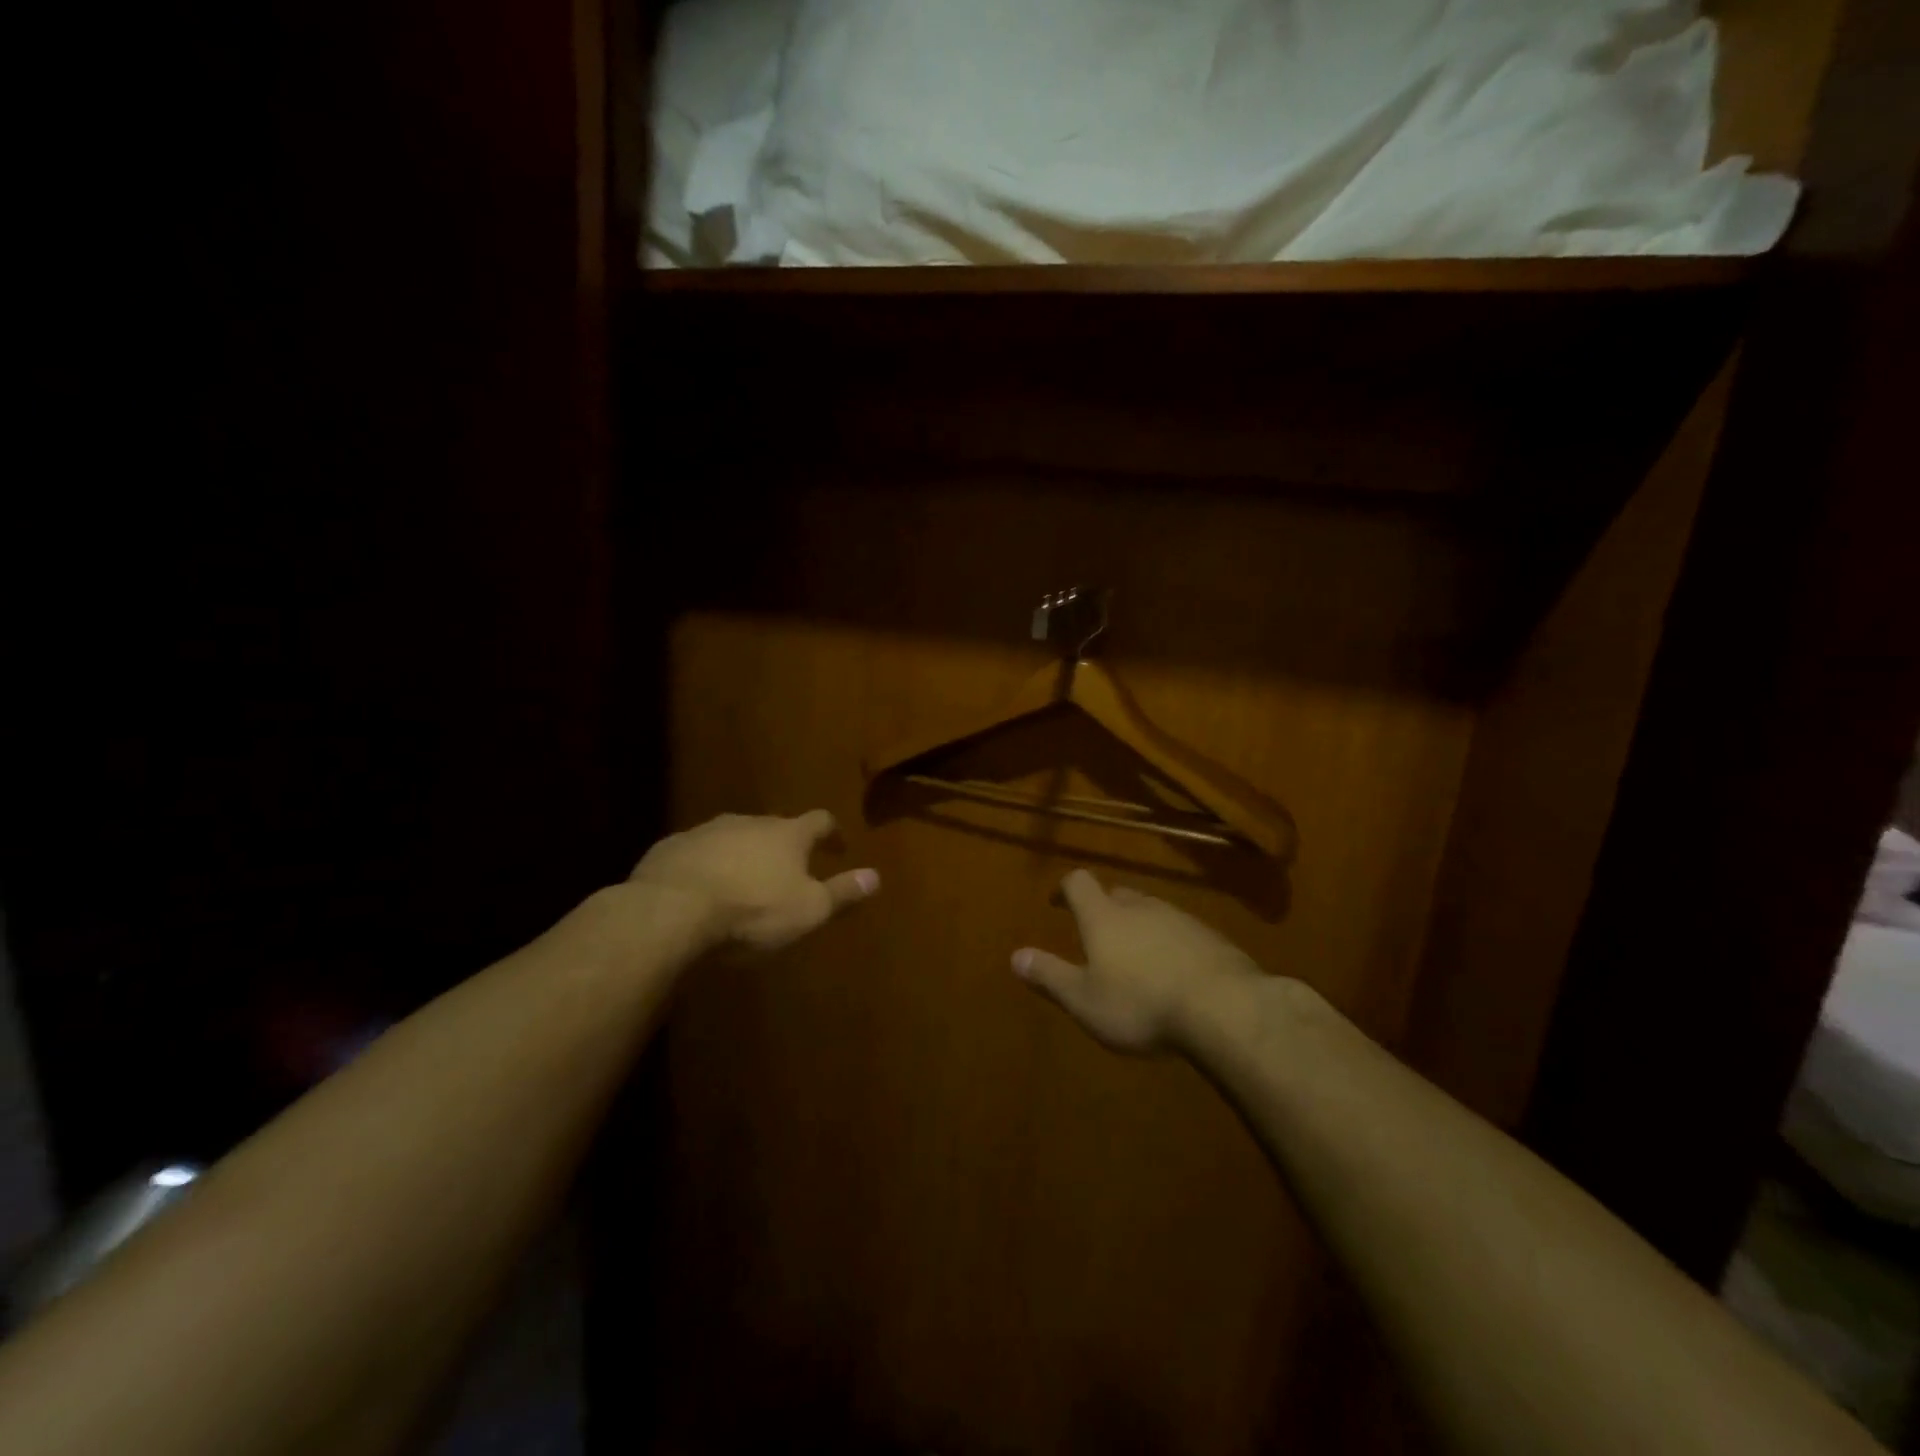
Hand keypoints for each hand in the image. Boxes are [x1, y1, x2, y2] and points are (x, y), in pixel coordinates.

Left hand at [629, 811, 879, 951]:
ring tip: (743, 882)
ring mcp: (706, 832)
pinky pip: (697, 853)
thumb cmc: (752, 911)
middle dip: (783, 845)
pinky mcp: (670, 848)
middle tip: (789, 869)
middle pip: (774, 827)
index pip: (820, 821)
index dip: (832, 833)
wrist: (670, 911)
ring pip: (733, 837)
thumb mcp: (808, 910)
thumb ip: (842, 892)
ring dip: (742, 854)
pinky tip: (701, 890)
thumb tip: (876, 876)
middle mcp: (748, 822)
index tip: (838, 846)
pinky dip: (707, 866)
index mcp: (787, 834)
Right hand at [1013, 869, 1261, 1053]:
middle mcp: (1140, 907)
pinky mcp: (1212, 938)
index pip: (1079, 883)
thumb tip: (1015, 956)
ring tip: (1136, 957)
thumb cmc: (1141, 1004)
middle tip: (1096, 934)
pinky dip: (1170, 944)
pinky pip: (1181, 932)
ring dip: (1139, 926)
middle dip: (1104, 909)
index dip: (1065, 889)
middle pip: (1117, 895)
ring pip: (1151, 912)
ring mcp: (1180, 919)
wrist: (1225, 1008)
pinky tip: (1175, 973)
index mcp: (1104, 917)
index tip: (1057, 902)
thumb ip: (1050, 976)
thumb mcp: (1085, 1000)